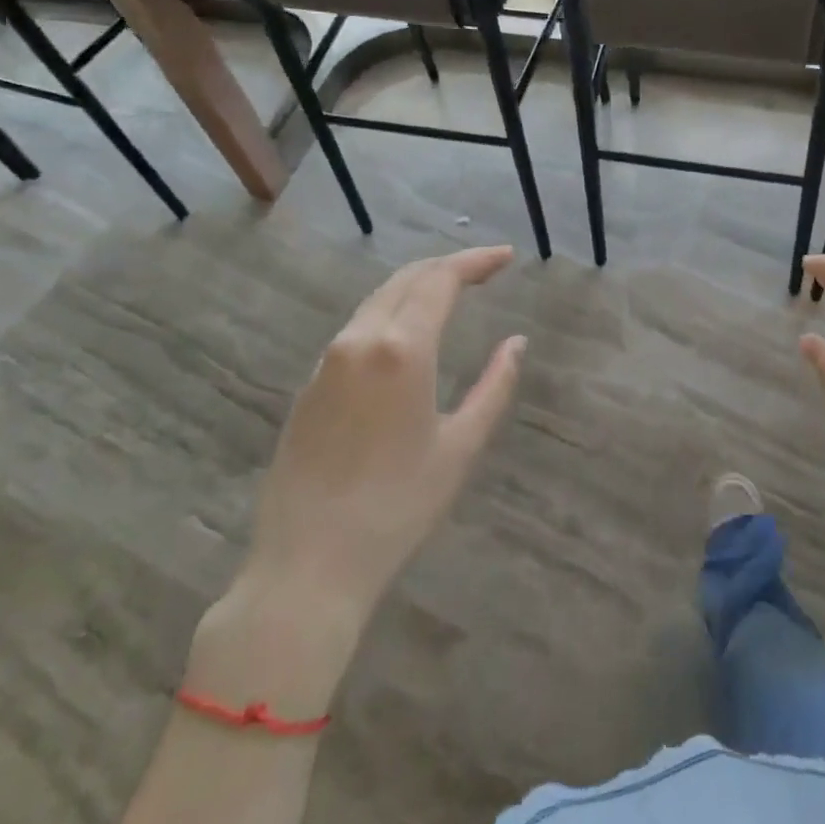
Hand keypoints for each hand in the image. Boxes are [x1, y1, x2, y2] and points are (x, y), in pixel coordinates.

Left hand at [189, 246, 525, 708]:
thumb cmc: (398, 508)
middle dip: (447, 266)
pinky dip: (390, 313)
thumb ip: (495, 386)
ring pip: (377, 300)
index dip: (476, 261)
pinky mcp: (309, 385)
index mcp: (402, 349)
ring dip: (417, 287)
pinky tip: (407, 332)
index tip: (506, 257)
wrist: (307, 566)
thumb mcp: (461, 447)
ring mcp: (327, 361)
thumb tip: (516, 342)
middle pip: (406, 279)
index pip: (441, 280)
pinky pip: (357, 328)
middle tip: (484, 269)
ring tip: (451, 292)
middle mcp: (360, 340)